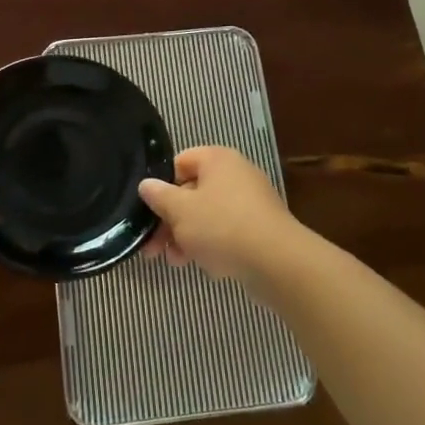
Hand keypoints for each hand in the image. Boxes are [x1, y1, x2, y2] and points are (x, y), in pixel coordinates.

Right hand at [138, 146, 307, 283]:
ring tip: (176, 261)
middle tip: (154, 248)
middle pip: (192, 192)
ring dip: (187, 236)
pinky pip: (227, 231)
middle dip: (171, 221)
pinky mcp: (260, 228)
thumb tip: (146, 184)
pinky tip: (207, 266)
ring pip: (208, 215)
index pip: (180, 162)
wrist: (278, 262)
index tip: (150, 211)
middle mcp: (235, 174)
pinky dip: (212, 245)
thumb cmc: (222, 226)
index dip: (162, 185)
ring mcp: (251, 201)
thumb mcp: (180, 211)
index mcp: (217, 159)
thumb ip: (159, 196)